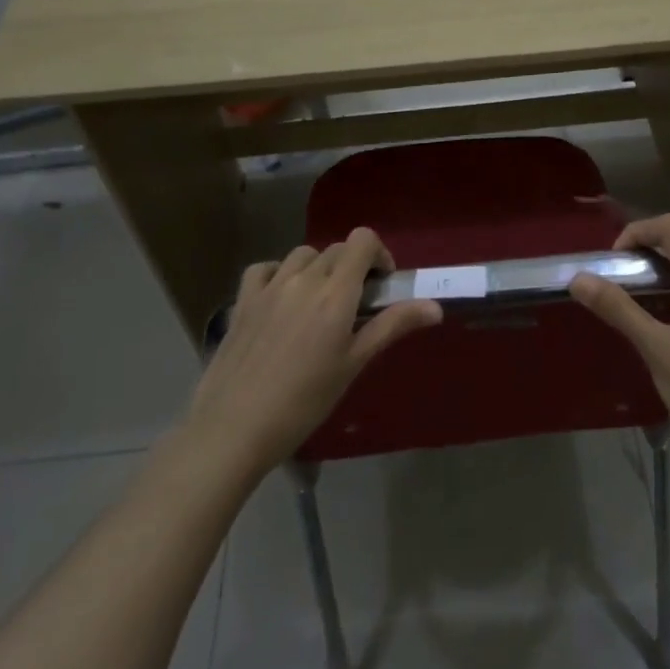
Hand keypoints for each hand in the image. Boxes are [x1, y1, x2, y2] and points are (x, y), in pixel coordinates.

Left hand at [185, 230, 442, 473]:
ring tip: (318, 303)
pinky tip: (281, 298)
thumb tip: (436, 307)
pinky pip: (264, 268)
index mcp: (335, 292)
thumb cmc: (304, 402)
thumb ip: (392, 326)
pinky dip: (278, 273)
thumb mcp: (354, 364)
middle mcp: (303, 278)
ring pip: (302, 255)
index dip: (378, 254)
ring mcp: (269, 286)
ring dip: (318, 269)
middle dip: (352, 267)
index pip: (362, 240)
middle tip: (354, 305)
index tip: (381, 284)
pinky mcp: (242, 300)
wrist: (234, 428)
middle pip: (336, 249)